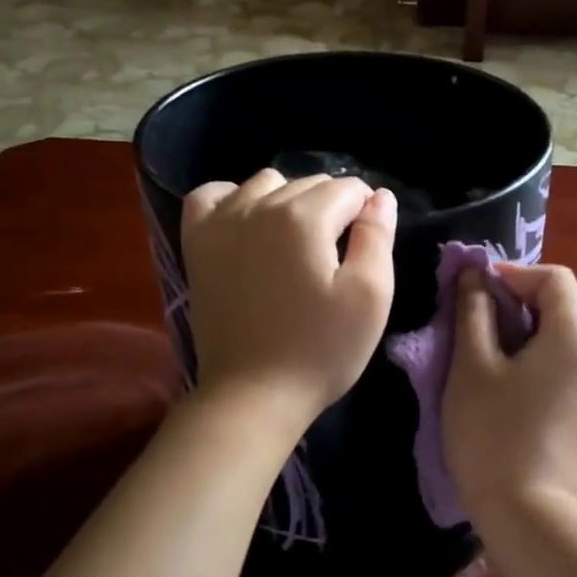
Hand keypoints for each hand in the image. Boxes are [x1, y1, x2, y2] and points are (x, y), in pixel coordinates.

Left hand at [181, 169, 396, 429]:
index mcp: (305, 217)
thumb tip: (380, 196)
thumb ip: (378, 237)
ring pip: (266, 183)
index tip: (366, 249)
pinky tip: (247, 223)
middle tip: (337, 257)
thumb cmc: (320, 348)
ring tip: (298, 243)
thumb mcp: (370, 296)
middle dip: (333, 208)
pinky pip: (212, 194)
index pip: (349, 189)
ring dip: (290, 200)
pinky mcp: (197, 243)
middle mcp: (259, 205)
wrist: (252, 393)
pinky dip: (233, 198)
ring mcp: (221, 222)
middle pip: (310, 183)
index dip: (367, 214)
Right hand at [444, 263, 576, 516]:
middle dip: (518, 301)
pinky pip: (567, 364)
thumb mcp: (472, 365)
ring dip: (527, 329)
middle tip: (475, 319)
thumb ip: (474, 311)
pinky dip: (539, 356)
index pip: (554, 278)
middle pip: (563, 305)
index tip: (475, 290)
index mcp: (575, 337)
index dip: (514, 274)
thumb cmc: (493, 432)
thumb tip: (475, 275)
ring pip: (564, 335)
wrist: (526, 514)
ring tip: (487, 350)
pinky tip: (509, 381)